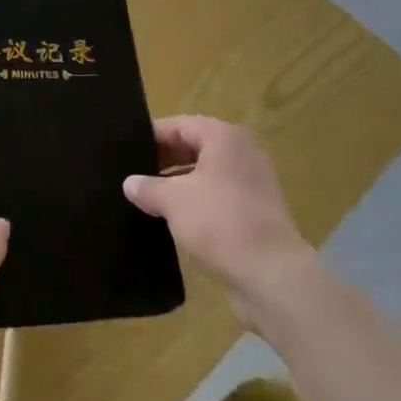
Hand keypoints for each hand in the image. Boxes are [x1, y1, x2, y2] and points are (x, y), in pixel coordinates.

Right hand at [124, 115, 315, 322]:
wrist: (273, 275)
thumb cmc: (220, 222)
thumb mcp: (173, 201)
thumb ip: (148, 187)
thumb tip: (130, 183)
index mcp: (224, 138)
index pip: (180, 125)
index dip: (152, 137)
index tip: (127, 152)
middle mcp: (242, 154)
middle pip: (195, 147)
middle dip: (164, 161)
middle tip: (133, 176)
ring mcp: (253, 184)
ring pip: (206, 175)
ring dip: (178, 185)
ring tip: (148, 200)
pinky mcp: (256, 213)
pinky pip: (219, 198)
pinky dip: (197, 204)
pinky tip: (174, 221)